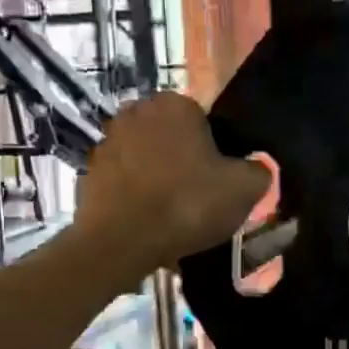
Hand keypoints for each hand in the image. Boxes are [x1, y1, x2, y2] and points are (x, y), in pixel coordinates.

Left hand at [75, 93, 268, 269]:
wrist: (120, 243)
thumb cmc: (187, 205)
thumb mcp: (244, 189)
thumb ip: (259, 170)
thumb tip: (256, 167)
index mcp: (175, 104)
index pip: (206, 121)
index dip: (216, 152)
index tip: (219, 181)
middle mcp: (137, 112)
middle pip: (174, 137)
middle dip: (185, 161)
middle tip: (199, 198)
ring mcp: (108, 140)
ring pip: (148, 157)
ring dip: (159, 177)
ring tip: (172, 215)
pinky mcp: (89, 171)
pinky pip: (125, 180)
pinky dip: (136, 195)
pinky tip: (148, 222)